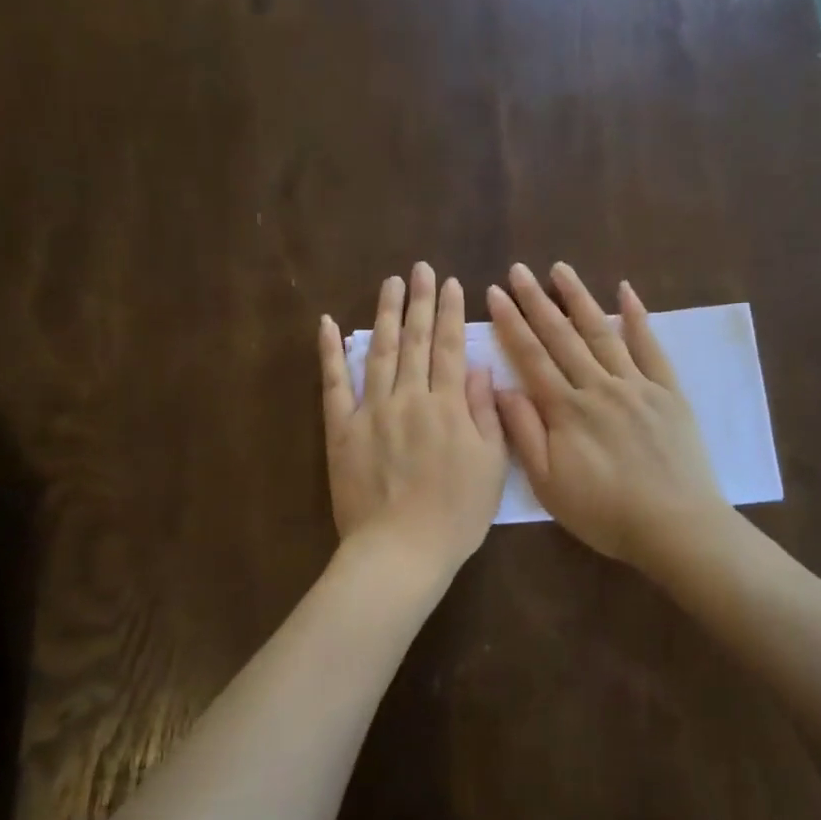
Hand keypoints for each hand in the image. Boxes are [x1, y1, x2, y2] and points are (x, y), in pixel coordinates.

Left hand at [319, 262, 507, 573]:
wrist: (400, 550)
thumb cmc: (455, 514)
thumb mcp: (491, 466)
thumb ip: (485, 413)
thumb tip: (476, 369)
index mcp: (447, 406)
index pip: (450, 348)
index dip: (451, 313)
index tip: (451, 284)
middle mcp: (408, 398)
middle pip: (416, 341)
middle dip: (420, 301)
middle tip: (420, 269)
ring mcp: (370, 411)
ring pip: (380, 352)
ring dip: (386, 314)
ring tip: (391, 284)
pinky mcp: (341, 430)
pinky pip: (333, 384)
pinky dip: (330, 352)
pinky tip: (328, 323)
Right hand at [488, 262, 724, 567]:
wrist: (674, 526)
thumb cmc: (604, 512)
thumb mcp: (548, 484)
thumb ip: (524, 433)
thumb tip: (502, 388)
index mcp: (566, 410)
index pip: (531, 357)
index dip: (511, 323)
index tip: (496, 294)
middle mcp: (598, 387)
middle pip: (562, 336)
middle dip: (537, 301)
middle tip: (519, 270)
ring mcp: (636, 385)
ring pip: (602, 332)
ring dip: (579, 298)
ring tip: (560, 269)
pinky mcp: (668, 392)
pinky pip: (651, 347)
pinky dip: (637, 318)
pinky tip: (626, 292)